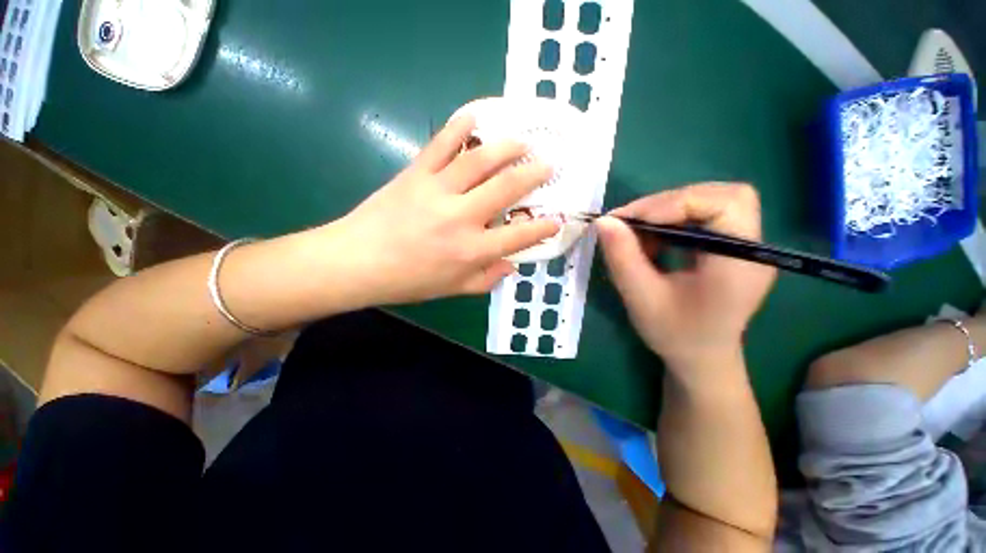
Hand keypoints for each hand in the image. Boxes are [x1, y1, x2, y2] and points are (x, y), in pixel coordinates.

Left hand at [330, 115, 558, 305]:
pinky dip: (460, 127)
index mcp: (472, 251)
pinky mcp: (415, 173)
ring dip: (507, 147)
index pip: (519, 236)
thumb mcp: (453, 289)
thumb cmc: (408, 281)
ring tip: (523, 140)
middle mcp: (461, 218)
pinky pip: (441, 144)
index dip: (543, 227)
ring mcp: (438, 191)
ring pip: (480, 161)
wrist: (357, 262)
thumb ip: (486, 278)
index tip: (558, 219)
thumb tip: (511, 266)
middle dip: (533, 175)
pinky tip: (476, 117)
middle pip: (506, 189)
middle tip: (549, 164)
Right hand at [597, 183, 775, 374]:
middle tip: (631, 222)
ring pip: (710, 202)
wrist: (700, 358)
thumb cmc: (674, 334)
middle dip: (669, 203)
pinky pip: (702, 217)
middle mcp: (751, 248)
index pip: (727, 203)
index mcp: (740, 264)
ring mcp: (742, 246)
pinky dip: (671, 221)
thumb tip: (604, 221)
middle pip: (720, 196)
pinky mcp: (729, 247)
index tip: (633, 220)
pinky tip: (651, 239)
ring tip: (637, 232)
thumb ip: (622, 257)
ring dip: (667, 211)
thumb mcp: (640, 297)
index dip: (678, 202)